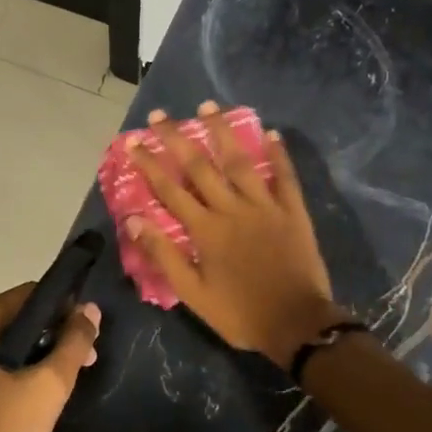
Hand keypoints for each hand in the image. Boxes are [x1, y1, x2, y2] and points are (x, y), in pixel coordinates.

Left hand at [0, 282, 99, 431]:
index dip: (65, 308)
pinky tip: (36, 396)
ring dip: (38, 356)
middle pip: (18, 319)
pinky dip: (17, 372)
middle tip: (84, 362)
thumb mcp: (47, 387)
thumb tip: (89, 309)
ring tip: (66, 382)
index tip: (89, 333)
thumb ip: (73, 343)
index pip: (30, 294)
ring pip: (6, 345)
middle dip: (53, 335)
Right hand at [122, 103, 348, 366]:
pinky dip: (278, 155)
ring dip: (222, 132)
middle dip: (177, 138)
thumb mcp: (193, 293)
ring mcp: (265, 206)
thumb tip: (134, 219)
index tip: (132, 141)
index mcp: (206, 229)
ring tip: (208, 106)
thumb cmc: (240, 313)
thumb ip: (163, 254)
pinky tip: (271, 134)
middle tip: (160, 114)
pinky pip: (285, 177)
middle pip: (200, 166)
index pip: (170, 189)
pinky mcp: (293, 212)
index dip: (149, 163)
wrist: (298, 325)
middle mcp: (232, 209)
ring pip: (240, 161)